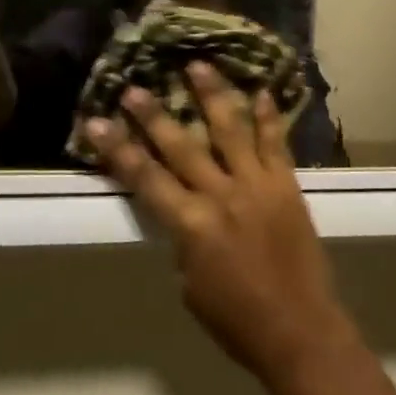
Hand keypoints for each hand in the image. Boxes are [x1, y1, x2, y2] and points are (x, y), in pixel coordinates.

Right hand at [86, 65, 362, 385]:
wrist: (298, 328)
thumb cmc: (236, 321)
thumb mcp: (192, 286)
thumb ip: (186, 242)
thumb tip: (187, 212)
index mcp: (191, 226)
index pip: (145, 179)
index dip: (118, 150)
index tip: (97, 122)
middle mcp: (221, 195)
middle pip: (181, 146)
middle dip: (155, 115)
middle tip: (136, 86)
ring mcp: (257, 184)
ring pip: (230, 130)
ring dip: (212, 96)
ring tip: (198, 65)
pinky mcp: (287, 184)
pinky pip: (276, 143)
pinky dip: (269, 116)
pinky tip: (262, 91)